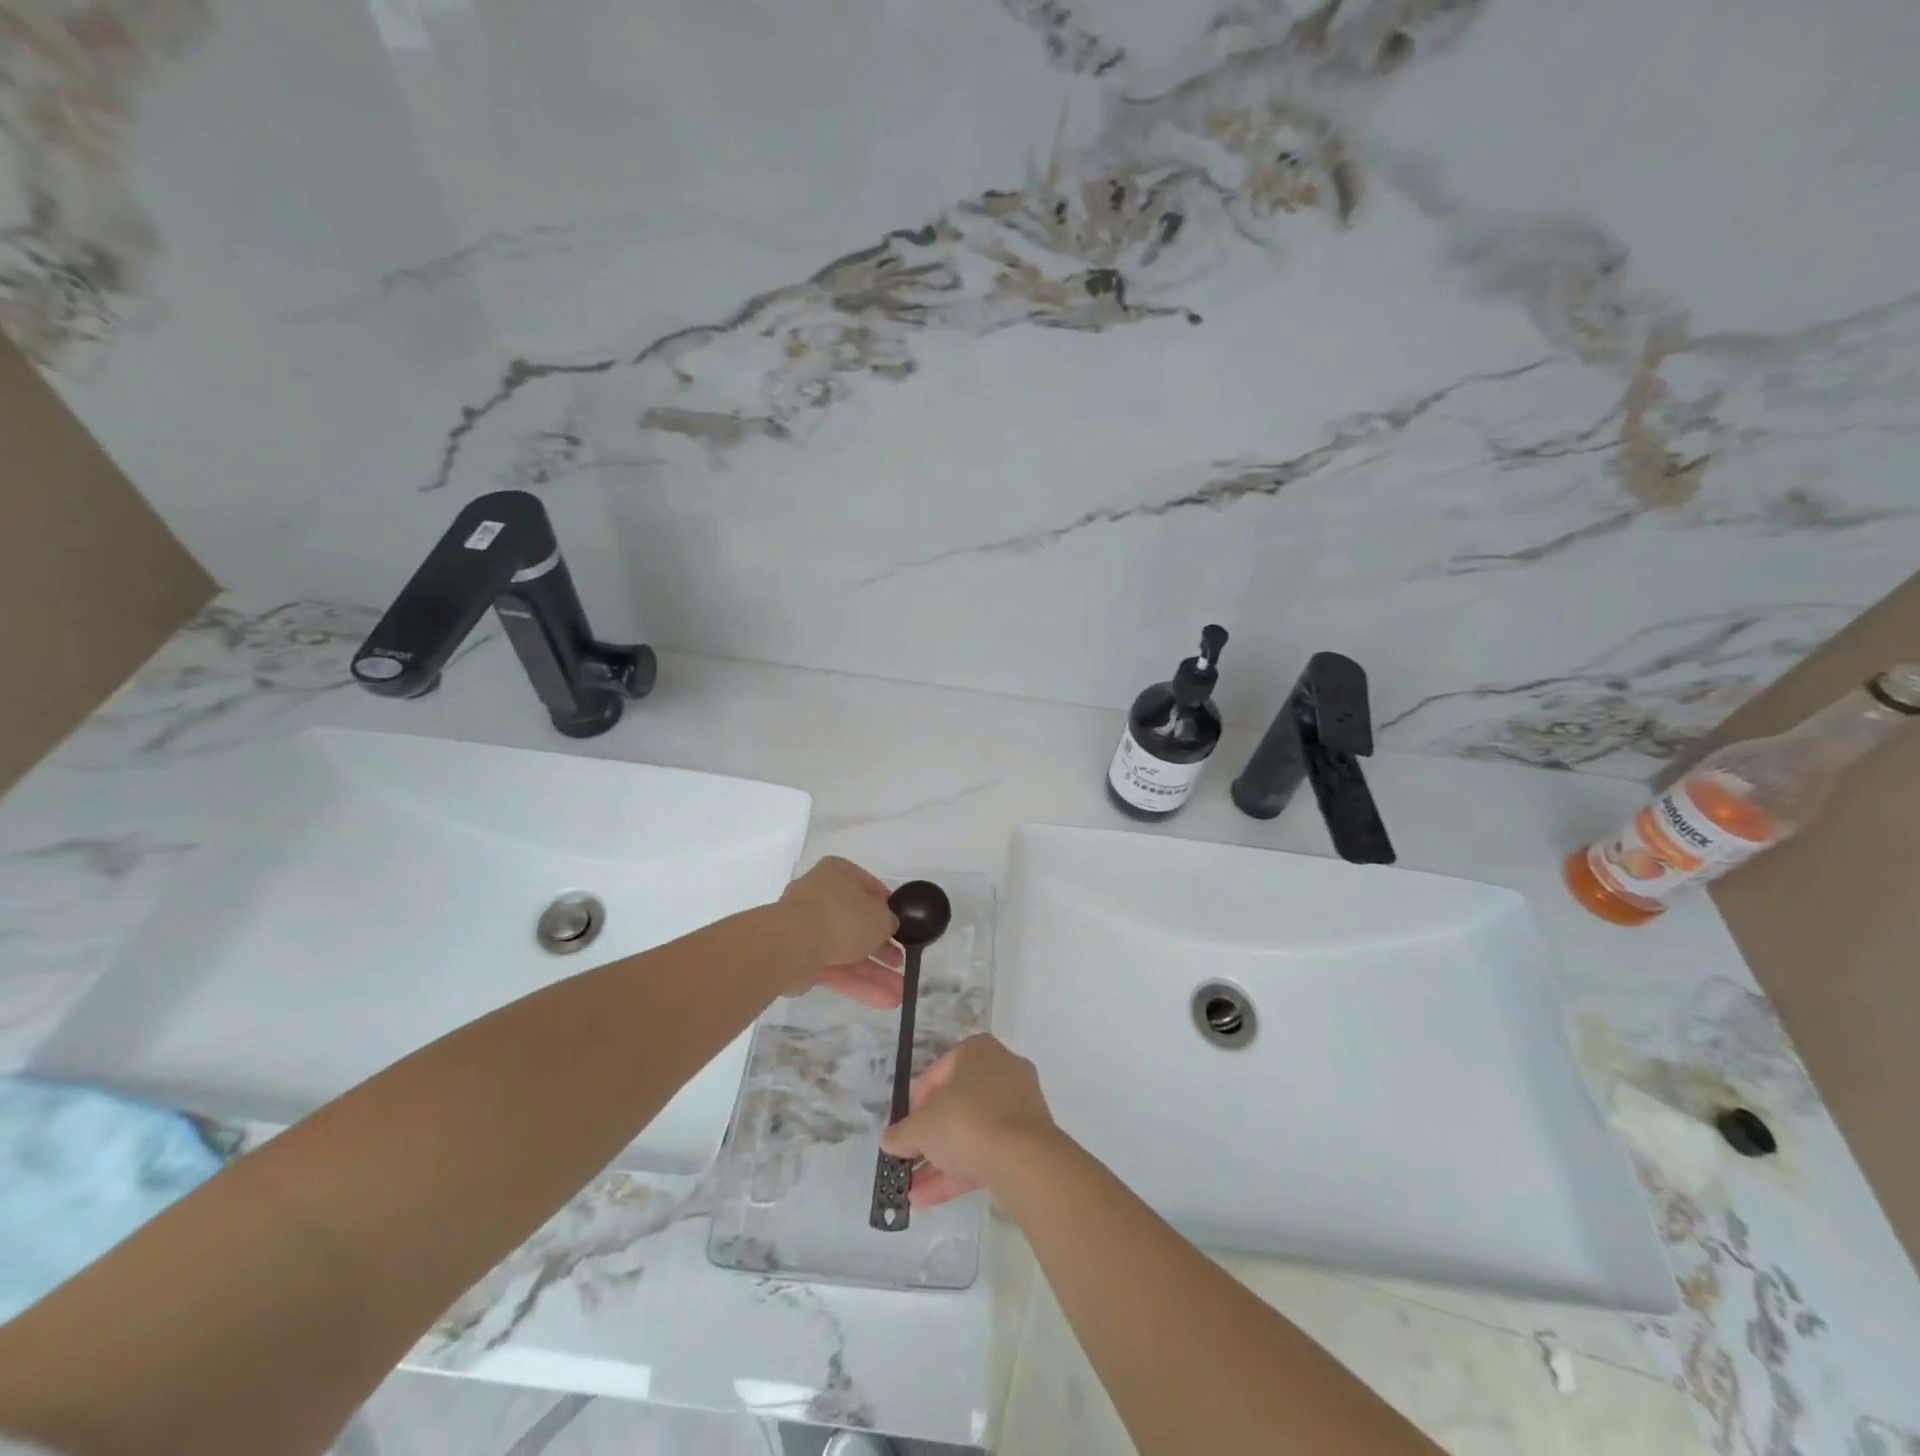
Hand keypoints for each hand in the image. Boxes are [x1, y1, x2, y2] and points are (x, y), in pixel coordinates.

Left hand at [776, 856, 902, 1007]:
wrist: (792, 944)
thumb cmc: (842, 916)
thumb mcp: (880, 917)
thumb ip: (888, 921)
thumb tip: (887, 926)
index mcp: (839, 874)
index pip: (868, 888)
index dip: (887, 909)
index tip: (902, 926)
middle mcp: (821, 897)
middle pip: (857, 924)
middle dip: (882, 949)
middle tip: (901, 963)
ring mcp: (808, 929)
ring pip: (848, 951)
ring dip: (874, 972)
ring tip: (900, 992)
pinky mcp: (801, 959)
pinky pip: (835, 970)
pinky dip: (858, 984)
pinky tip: (884, 1001)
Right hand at [880, 1034, 1060, 1206]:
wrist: (1023, 1158)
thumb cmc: (966, 1121)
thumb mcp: (922, 1126)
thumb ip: (902, 1133)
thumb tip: (888, 1140)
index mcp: (978, 1051)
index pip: (939, 1071)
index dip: (916, 1101)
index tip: (904, 1126)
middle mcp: (1002, 1070)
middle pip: (957, 1103)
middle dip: (931, 1134)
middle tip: (910, 1155)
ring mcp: (1019, 1106)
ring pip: (973, 1131)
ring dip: (941, 1159)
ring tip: (912, 1188)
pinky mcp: (1028, 1140)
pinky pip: (987, 1151)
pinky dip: (960, 1171)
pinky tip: (928, 1198)